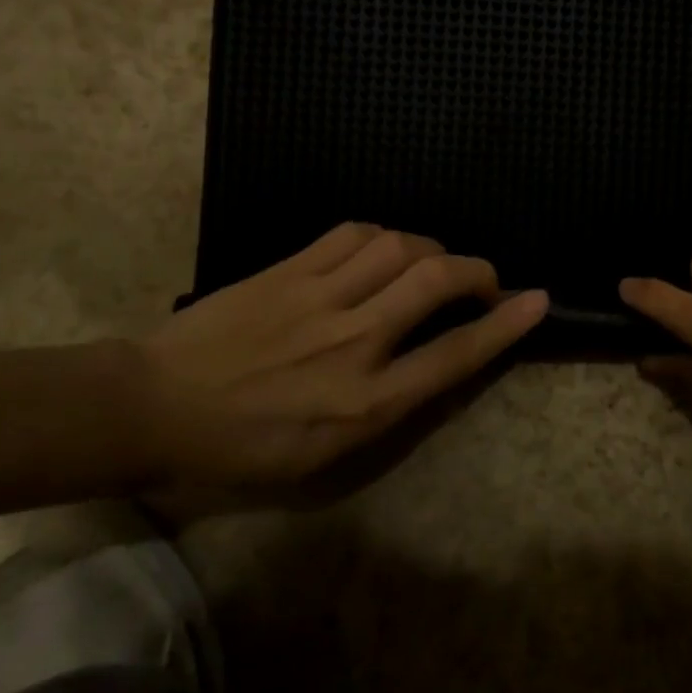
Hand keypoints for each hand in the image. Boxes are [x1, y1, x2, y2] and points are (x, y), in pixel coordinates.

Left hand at [136, 223, 547, 485]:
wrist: (154, 408)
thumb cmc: (243, 449)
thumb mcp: (325, 459)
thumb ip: (386, 411)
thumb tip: (432, 367)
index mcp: (365, 402)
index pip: (455, 354)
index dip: (505, 325)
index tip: (537, 300)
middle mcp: (353, 342)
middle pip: (437, 281)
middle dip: (478, 271)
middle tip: (485, 280)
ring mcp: (319, 298)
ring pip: (400, 245)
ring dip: (431, 249)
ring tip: (431, 263)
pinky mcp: (290, 269)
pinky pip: (354, 233)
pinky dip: (383, 235)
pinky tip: (383, 248)